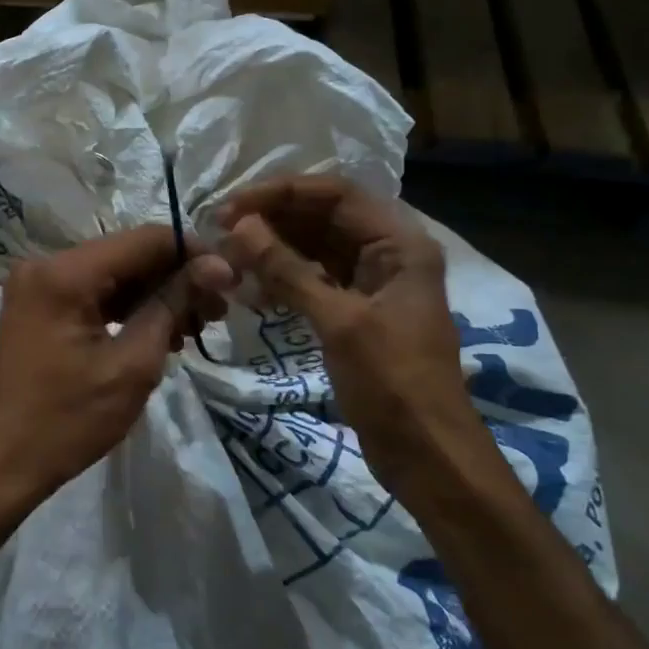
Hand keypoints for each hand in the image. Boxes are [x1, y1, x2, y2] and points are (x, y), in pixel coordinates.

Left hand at [0, 226, 233, 527]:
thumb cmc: (67, 420)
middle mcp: (46, 266)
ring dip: (155, 296)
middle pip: (127, 255)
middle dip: (176, 278)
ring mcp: (38, 287)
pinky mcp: (38, 309)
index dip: (193, 253)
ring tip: (196, 327)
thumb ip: (172, 306)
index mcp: (65, 273)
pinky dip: (127, 310)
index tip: (231, 280)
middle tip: (219, 311)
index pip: (144, 240)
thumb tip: (215, 267)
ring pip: (112, 276)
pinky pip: (93, 296)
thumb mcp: (131, 365)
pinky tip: (160, 333)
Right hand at [215, 177, 480, 469]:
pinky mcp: (356, 312)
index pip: (335, 194)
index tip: (231, 207)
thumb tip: (240, 227)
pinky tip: (251, 293)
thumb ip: (288, 270)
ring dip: (273, 251)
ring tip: (230, 262)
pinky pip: (314, 281)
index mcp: (399, 243)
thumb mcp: (339, 322)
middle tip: (221, 234)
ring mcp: (371, 284)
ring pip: (314, 249)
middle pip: (323, 218)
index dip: (281, 193)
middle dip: (272, 221)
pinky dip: (283, 281)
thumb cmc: (393, 383)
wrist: (428, 455)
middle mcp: (387, 253)